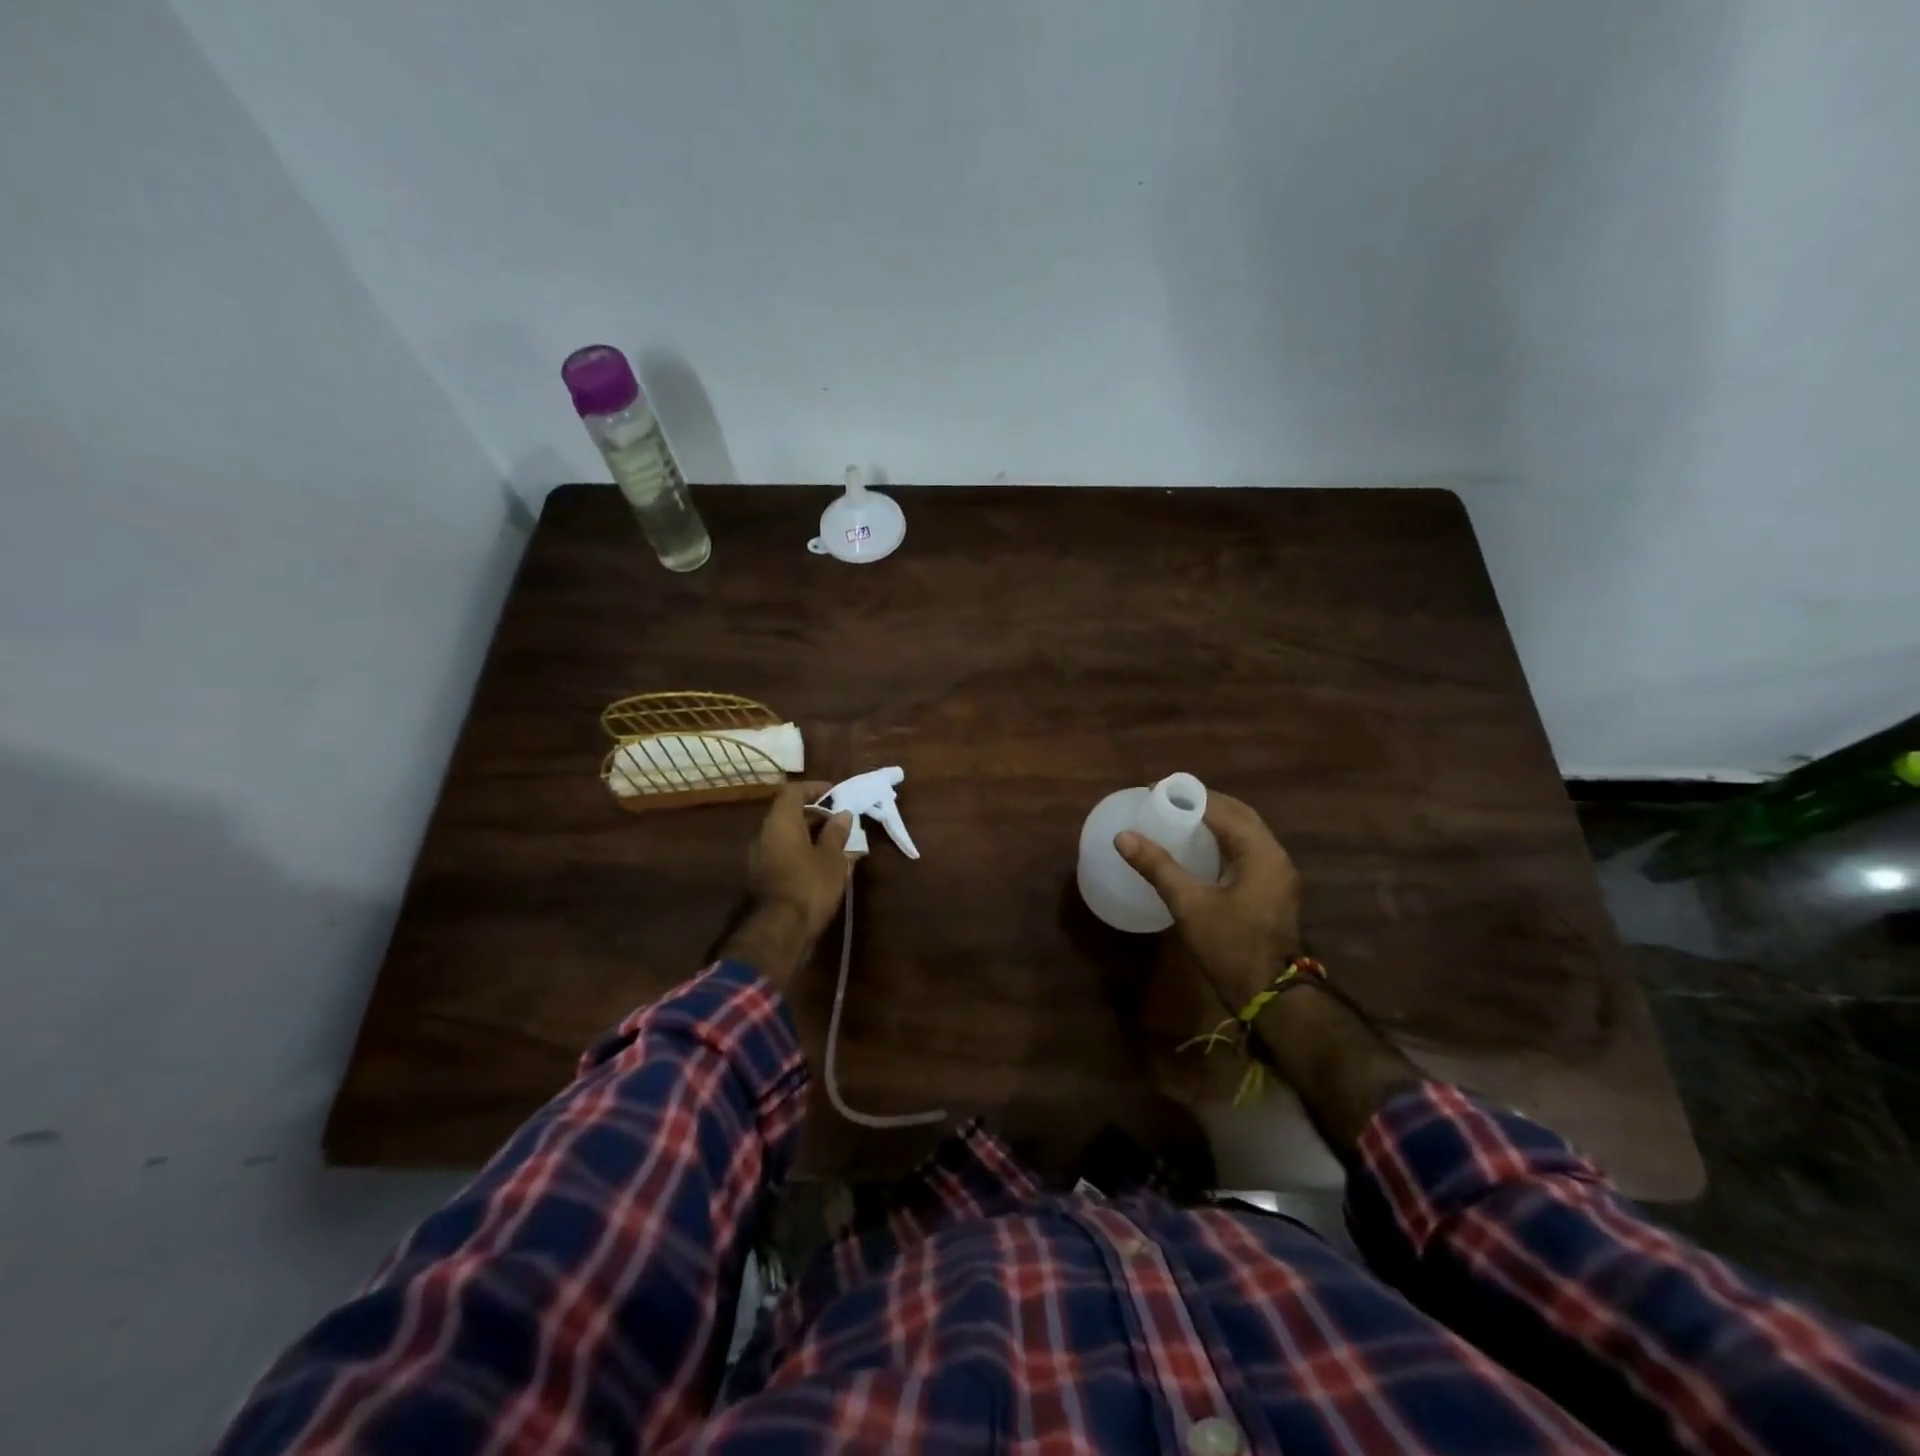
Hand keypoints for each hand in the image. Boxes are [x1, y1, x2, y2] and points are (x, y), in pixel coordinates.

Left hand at [745, 781, 852, 941]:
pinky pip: (784, 856)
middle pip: (789, 814)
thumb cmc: (809, 885)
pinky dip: (802, 854)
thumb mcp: (832, 858)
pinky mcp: (761, 879)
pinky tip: (822, 867)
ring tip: (837, 845)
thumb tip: (842, 815)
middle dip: (816, 815)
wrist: (779, 932)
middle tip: (841, 822)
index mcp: (780, 822)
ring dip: (810, 837)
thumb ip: (836, 833)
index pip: (793, 791)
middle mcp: (764, 835)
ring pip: (786, 837)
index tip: (836, 793)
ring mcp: (759, 859)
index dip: (815, 788)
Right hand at [1116, 793, 1301, 1014]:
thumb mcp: (1189, 904)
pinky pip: (1248, 850)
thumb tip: (1123, 837)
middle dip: (1203, 803)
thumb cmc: (1230, 945)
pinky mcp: (1273, 889)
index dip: (1188, 797)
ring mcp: (1278, 874)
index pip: (1222, 809)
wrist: (1270, 995)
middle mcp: (1275, 855)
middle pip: (1238, 815)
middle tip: (1166, 801)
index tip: (1155, 792)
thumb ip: (1157, 866)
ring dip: (1215, 820)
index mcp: (1260, 852)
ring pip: (1245, 832)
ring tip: (1178, 818)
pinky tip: (1199, 848)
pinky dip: (1224, 840)